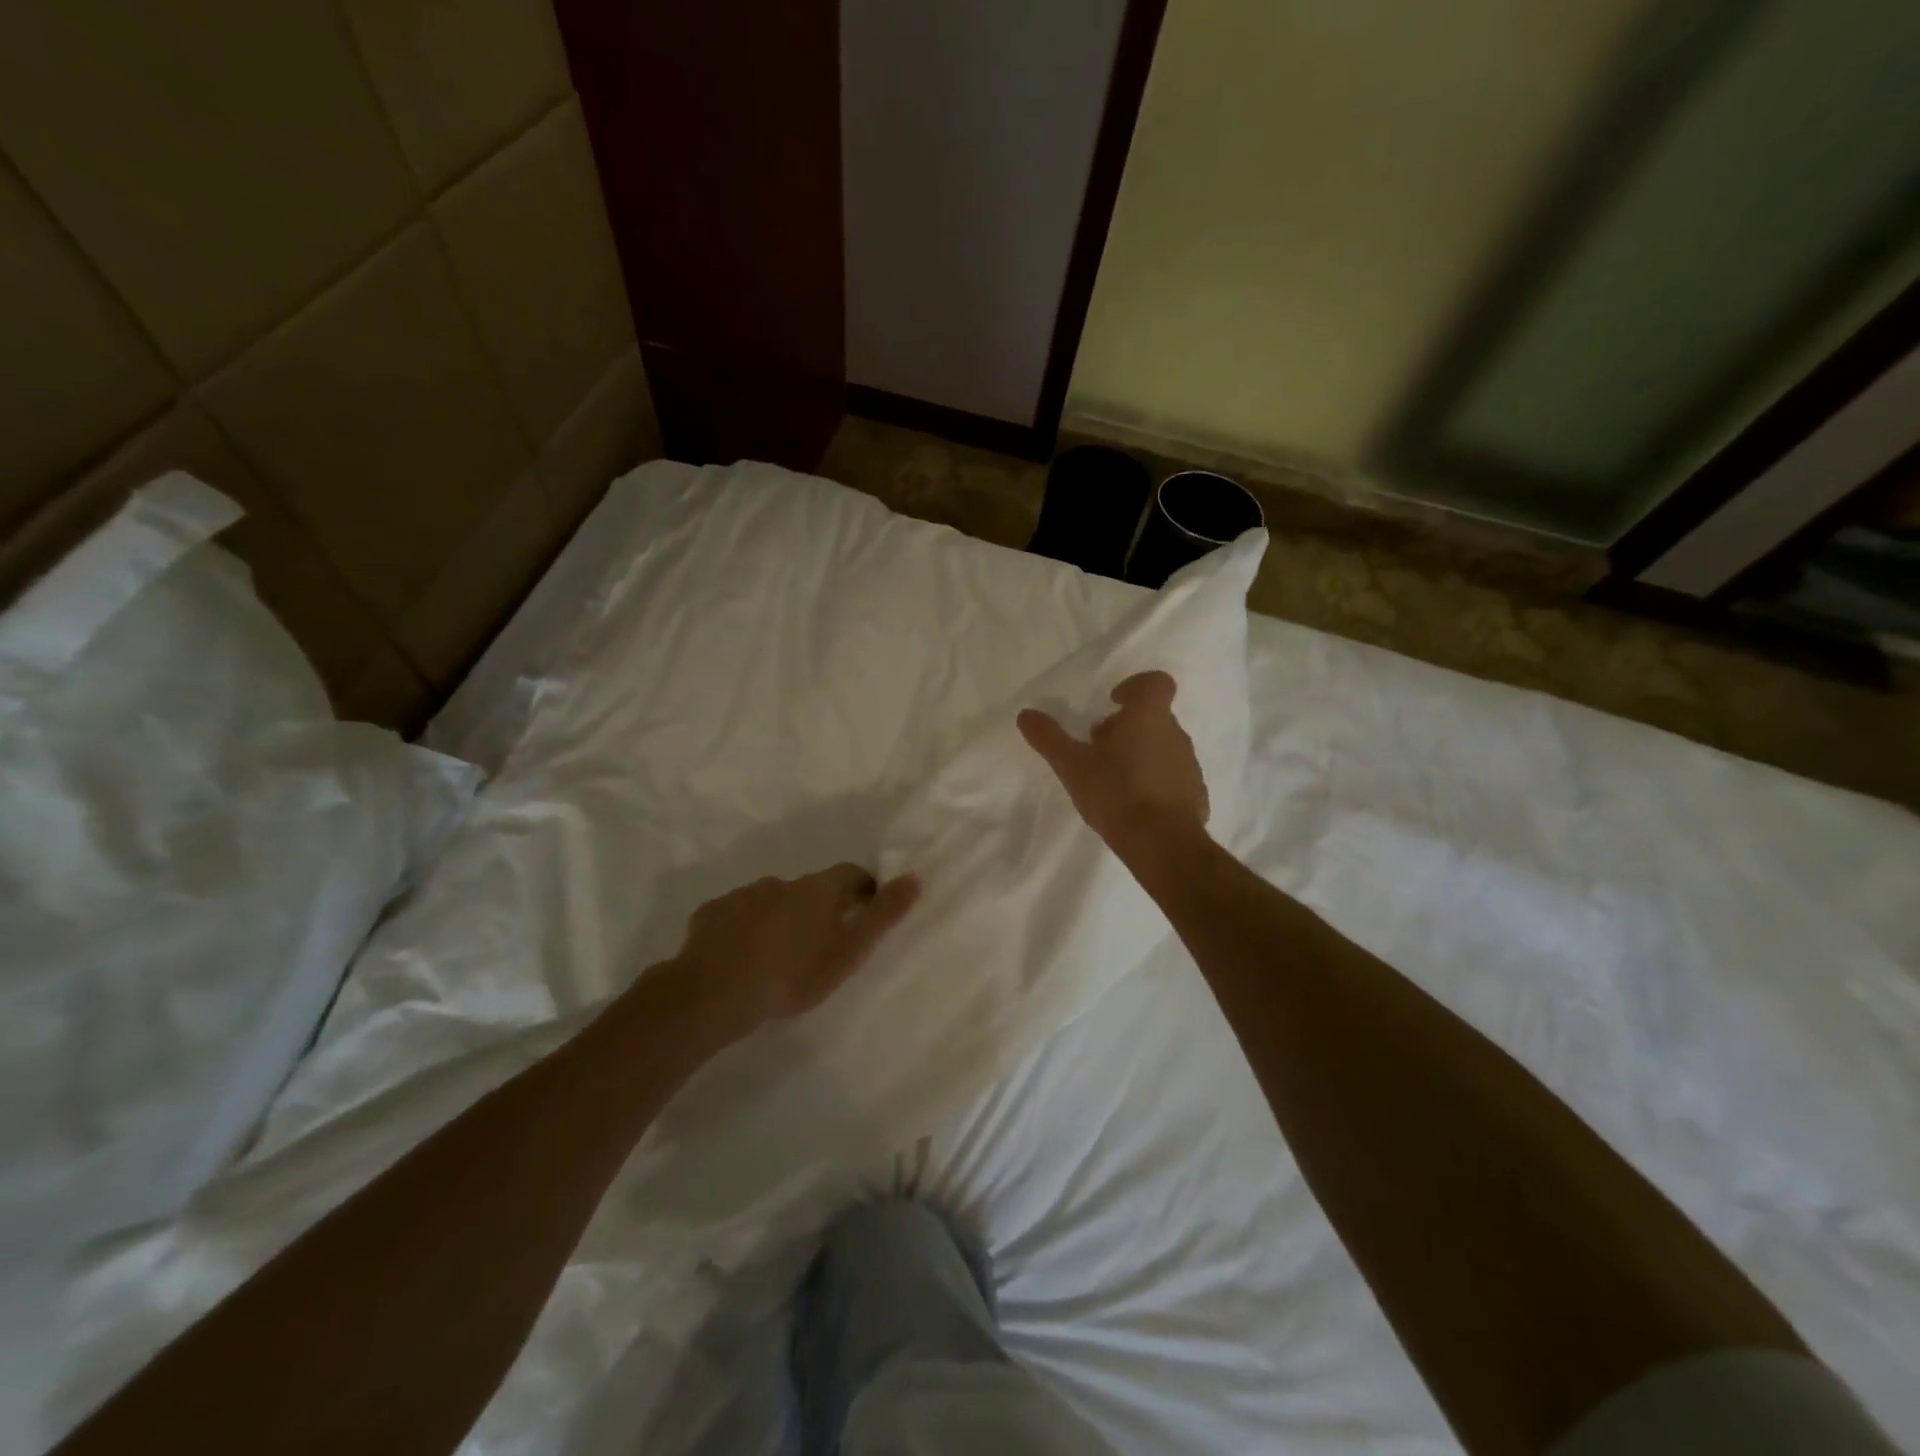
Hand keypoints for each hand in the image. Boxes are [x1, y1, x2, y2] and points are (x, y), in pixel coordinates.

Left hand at [669, 864, 920, 1037]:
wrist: (712, 994)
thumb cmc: (792, 975)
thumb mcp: (848, 952)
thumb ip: (883, 915)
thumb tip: (915, 877)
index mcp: (817, 890)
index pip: (851, 875)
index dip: (863, 889)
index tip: (866, 912)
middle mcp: (781, 882)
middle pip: (809, 889)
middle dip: (819, 908)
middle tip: (822, 944)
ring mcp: (742, 896)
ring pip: (771, 901)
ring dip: (780, 918)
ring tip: (778, 955)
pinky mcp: (711, 915)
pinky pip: (735, 916)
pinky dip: (744, 929)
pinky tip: (740, 958)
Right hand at [1017, 670, 1208, 852]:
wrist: (1162, 843)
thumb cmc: (1116, 792)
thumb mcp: (1072, 765)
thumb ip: (1049, 738)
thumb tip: (1025, 714)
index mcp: (1148, 716)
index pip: (1155, 682)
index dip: (1135, 686)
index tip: (1113, 702)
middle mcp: (1175, 733)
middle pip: (1154, 717)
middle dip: (1127, 727)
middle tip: (1099, 747)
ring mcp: (1189, 765)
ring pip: (1163, 747)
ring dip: (1140, 754)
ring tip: (1113, 779)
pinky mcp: (1196, 794)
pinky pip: (1173, 778)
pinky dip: (1155, 782)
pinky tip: (1134, 805)